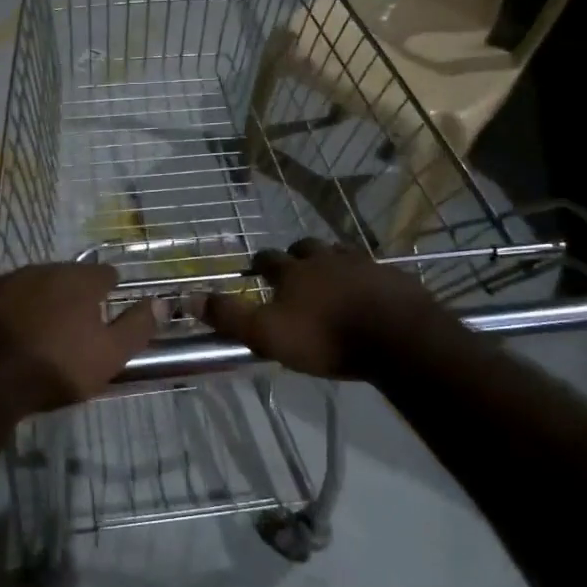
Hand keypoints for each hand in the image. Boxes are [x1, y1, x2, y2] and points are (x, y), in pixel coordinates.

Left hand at [0, 263, 155, 420]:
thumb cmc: (53, 369)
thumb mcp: (108, 356)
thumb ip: (137, 326)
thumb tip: (160, 301)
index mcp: (77, 280)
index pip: (104, 274)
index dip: (109, 291)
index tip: (107, 310)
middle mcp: (39, 269)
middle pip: (64, 277)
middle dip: (70, 295)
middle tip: (70, 325)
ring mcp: (1, 281)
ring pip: (27, 285)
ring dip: (35, 301)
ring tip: (35, 331)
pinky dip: (2, 312)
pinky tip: (0, 336)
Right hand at [202, 239, 445, 380]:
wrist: (399, 338)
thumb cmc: (326, 337)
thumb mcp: (268, 334)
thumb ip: (229, 316)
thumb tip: (188, 297)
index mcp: (294, 272)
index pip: (268, 258)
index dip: (260, 264)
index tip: (256, 270)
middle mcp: (326, 259)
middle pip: (306, 248)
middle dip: (297, 256)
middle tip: (294, 272)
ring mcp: (363, 265)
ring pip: (340, 254)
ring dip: (331, 262)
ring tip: (330, 278)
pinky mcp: (393, 278)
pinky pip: (373, 271)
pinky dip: (365, 278)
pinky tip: (368, 293)